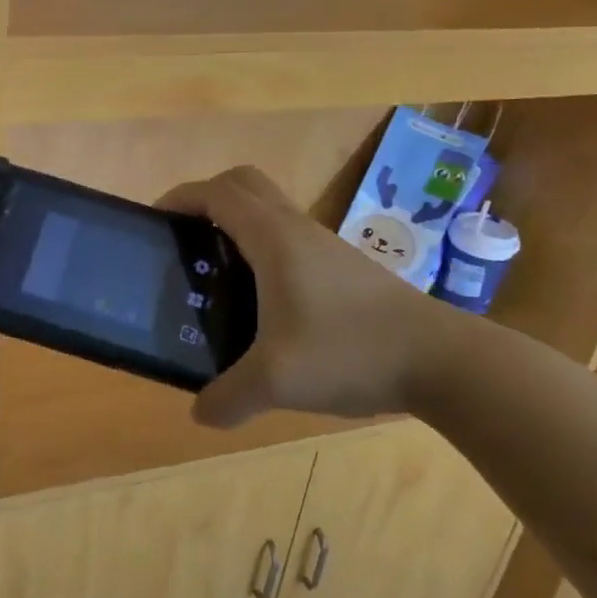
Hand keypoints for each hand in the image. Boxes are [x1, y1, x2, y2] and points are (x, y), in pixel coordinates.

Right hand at [158, 166, 475, 429]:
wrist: (442, 361)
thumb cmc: (350, 351)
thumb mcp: (278, 382)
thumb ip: (230, 397)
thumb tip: (200, 413)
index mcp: (274, 238)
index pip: (218, 192)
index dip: (180, 198)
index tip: (155, 222)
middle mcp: (297, 229)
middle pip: (244, 184)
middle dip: (207, 199)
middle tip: (185, 239)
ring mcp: (324, 245)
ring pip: (270, 209)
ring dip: (236, 223)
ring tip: (215, 273)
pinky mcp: (343, 266)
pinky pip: (289, 236)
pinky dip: (262, 246)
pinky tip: (261, 302)